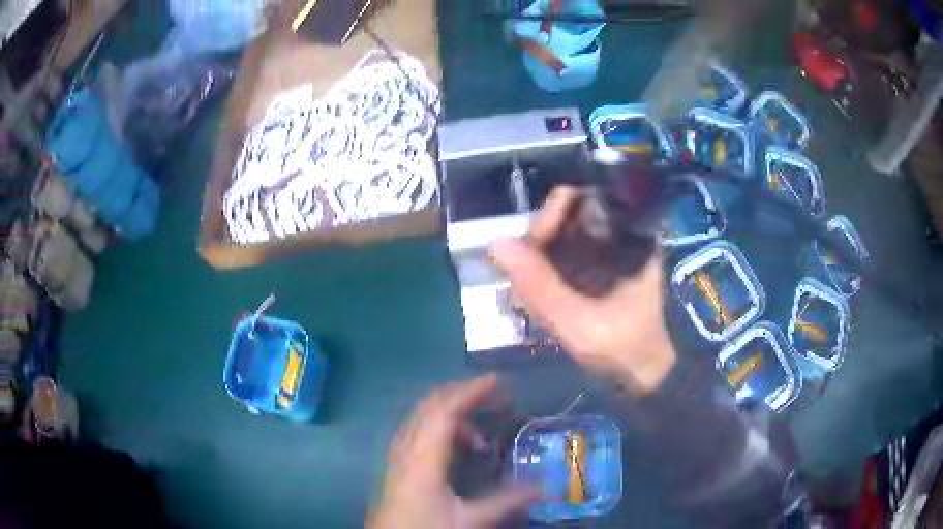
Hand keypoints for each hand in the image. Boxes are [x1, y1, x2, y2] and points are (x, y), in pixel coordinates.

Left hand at [369, 375, 534, 528]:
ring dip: (450, 414)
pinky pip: (417, 432)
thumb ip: (504, 502)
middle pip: (430, 407)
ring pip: (422, 418)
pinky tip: (454, 449)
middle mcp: (407, 449)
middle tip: (494, 396)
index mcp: (423, 458)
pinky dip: (438, 428)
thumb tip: (538, 488)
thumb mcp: (469, 520)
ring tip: (479, 436)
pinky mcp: (396, 466)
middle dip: (462, 394)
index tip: (497, 381)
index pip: (445, 411)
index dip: (471, 391)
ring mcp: (398, 456)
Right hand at [492, 187, 676, 393]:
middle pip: (567, 216)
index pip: (575, 199)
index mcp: (626, 235)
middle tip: (524, 277)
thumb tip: (498, 243)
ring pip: (567, 237)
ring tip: (528, 288)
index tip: (529, 253)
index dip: (545, 219)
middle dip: (539, 244)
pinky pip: (572, 255)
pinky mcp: (609, 270)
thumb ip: (539, 286)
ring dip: (542, 258)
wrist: (655, 376)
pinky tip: (542, 293)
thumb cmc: (626, 348)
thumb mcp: (579, 323)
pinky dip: (553, 269)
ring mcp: (615, 252)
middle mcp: (622, 234)